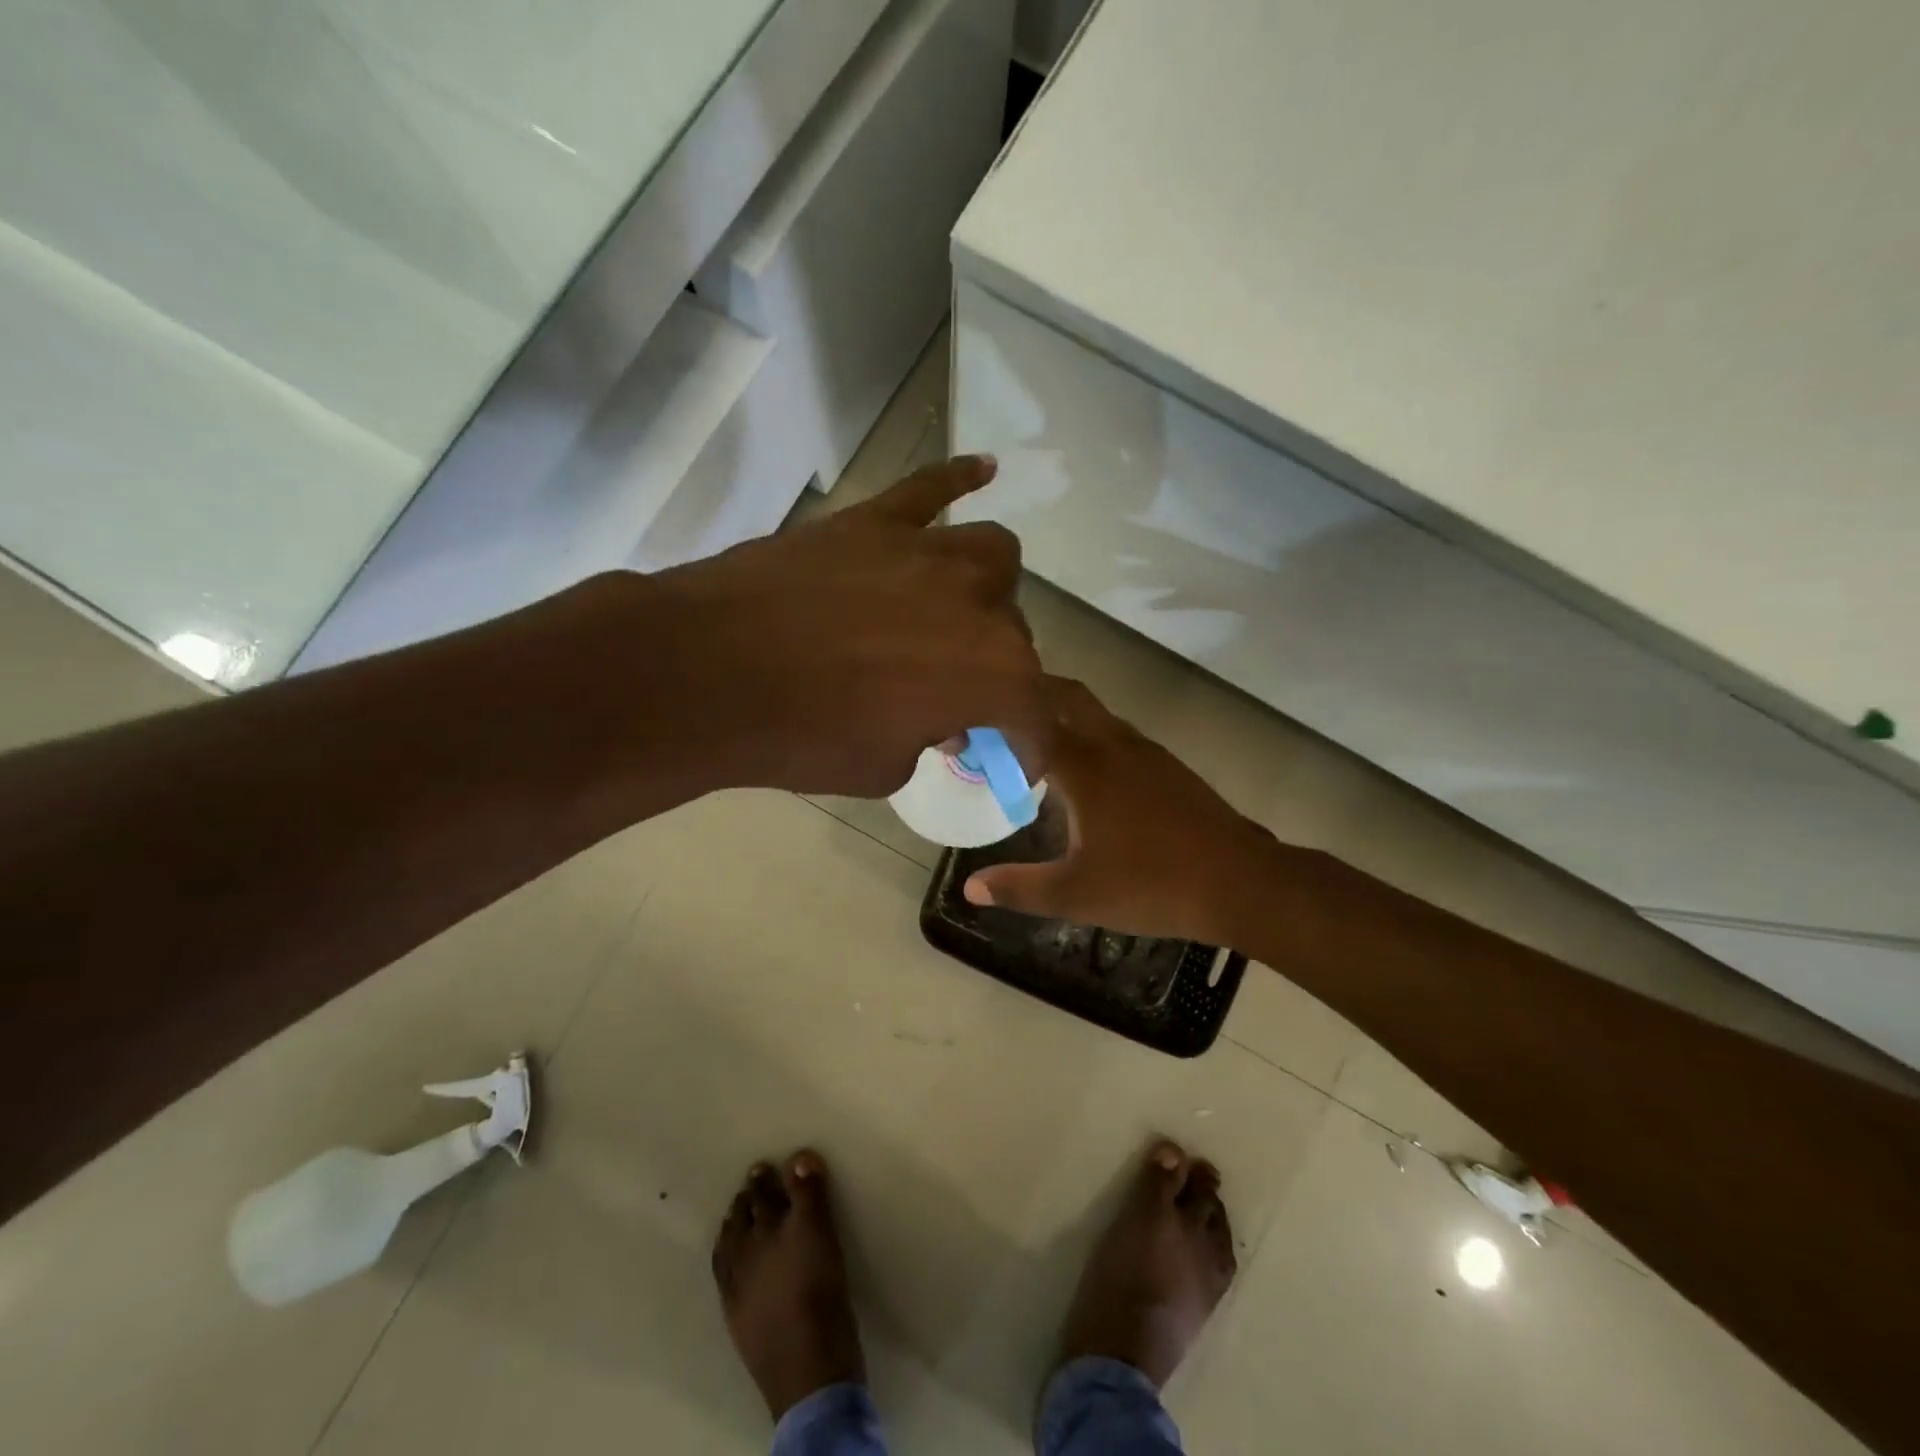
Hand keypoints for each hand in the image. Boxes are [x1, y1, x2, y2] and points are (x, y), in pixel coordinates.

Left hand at [643, 456, 1049, 797]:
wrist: (708, 674)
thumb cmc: (804, 737)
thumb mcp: (884, 767)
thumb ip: (928, 739)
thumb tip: (940, 719)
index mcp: (992, 674)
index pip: (1034, 713)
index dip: (1028, 744)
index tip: (1016, 760)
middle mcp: (978, 604)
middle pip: (1014, 634)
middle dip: (998, 673)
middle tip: (960, 699)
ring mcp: (927, 552)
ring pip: (993, 555)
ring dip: (991, 589)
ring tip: (965, 610)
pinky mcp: (875, 521)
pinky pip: (931, 488)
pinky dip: (959, 480)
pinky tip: (984, 469)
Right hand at [962, 678, 1283, 945]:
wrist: (1242, 882)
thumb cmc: (1152, 884)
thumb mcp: (1077, 894)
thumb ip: (1019, 887)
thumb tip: (970, 888)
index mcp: (1086, 766)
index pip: (1031, 722)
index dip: (997, 720)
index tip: (969, 722)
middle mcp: (1114, 744)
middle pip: (1068, 697)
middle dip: (1033, 694)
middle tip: (998, 712)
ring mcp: (1146, 752)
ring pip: (1096, 714)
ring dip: (1064, 714)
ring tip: (1033, 739)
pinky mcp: (1168, 766)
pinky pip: (1117, 734)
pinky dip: (1090, 735)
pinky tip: (1085, 774)